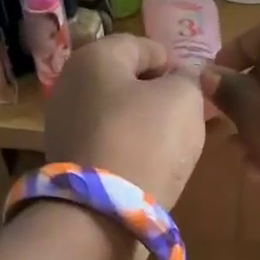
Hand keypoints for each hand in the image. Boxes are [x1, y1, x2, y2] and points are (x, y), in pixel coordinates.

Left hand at [45, 34, 207, 209]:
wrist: (102, 213)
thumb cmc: (146, 141)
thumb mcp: (184, 99)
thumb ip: (189, 79)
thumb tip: (184, 77)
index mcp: (94, 57)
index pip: (142, 46)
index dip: (174, 63)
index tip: (196, 89)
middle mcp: (70, 84)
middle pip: (125, 81)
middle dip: (157, 95)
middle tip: (187, 117)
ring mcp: (63, 125)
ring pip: (115, 114)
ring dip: (143, 124)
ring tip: (171, 146)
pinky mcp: (66, 161)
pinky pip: (106, 144)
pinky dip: (127, 149)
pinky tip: (147, 166)